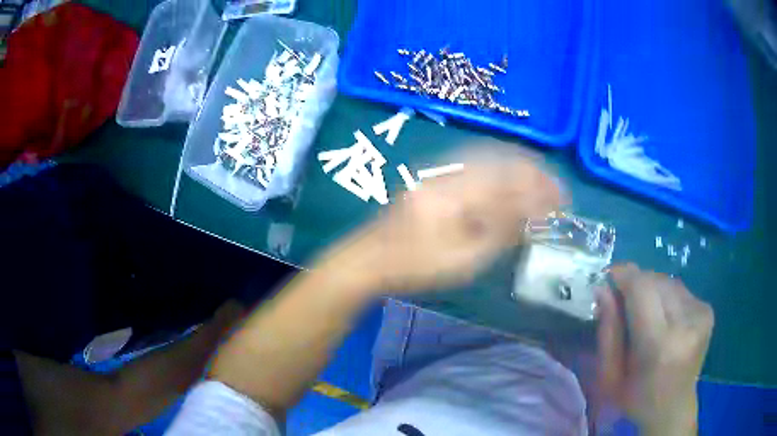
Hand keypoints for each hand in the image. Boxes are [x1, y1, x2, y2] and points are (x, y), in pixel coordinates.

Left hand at [319, 143, 562, 292]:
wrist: (371, 257)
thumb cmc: (417, 266)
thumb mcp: (465, 258)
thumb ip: (502, 231)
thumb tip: (536, 212)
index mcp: (457, 192)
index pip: (512, 178)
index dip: (542, 187)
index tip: (563, 199)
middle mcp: (450, 170)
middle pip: (503, 160)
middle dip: (535, 173)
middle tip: (556, 191)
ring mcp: (440, 170)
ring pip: (491, 157)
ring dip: (519, 170)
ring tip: (540, 185)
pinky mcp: (435, 175)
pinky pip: (476, 163)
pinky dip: (501, 170)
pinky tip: (510, 182)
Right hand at [598, 264, 713, 434]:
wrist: (674, 408)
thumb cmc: (636, 399)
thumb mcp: (609, 376)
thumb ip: (607, 332)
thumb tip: (603, 290)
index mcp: (659, 346)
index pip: (642, 289)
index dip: (624, 275)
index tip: (609, 276)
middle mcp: (686, 323)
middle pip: (656, 280)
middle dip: (636, 284)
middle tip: (624, 301)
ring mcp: (701, 314)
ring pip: (668, 282)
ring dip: (652, 291)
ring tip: (646, 313)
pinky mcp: (707, 310)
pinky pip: (680, 290)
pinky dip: (667, 297)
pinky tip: (664, 317)